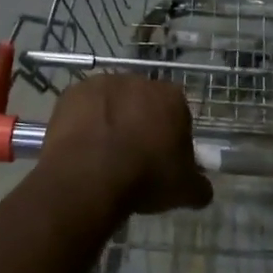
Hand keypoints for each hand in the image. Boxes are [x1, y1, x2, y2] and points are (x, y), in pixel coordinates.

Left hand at [39, 76, 212, 216]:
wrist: (89, 176)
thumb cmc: (145, 177)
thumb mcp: (185, 190)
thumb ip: (199, 185)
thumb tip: (202, 189)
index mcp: (171, 97)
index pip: (178, 113)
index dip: (171, 137)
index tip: (163, 160)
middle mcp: (138, 81)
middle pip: (143, 104)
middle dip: (140, 124)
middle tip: (133, 158)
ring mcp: (101, 84)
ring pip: (111, 104)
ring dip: (110, 122)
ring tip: (103, 156)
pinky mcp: (70, 93)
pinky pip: (82, 109)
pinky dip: (83, 124)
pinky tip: (82, 150)